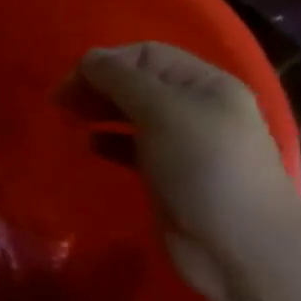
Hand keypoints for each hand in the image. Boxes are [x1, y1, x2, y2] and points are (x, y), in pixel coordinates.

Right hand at [76, 42, 300, 300]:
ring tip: (70, 119)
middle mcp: (194, 108)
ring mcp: (182, 143)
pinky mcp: (168, 175)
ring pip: (131, 113)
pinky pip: (131, 146)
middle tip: (61, 102)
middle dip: (98, 85)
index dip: (106, 62)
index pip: (146, 54)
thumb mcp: (163, 112)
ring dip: (100, 110)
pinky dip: (108, 141)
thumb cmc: (204, 167)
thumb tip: (88, 59)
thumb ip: (122, 80)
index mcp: (204, 84)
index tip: (71, 84)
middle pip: (137, 81)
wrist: (239, 245)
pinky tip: (89, 145)